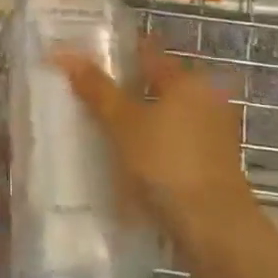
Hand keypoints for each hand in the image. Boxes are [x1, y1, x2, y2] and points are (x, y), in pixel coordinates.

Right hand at [55, 38, 264, 260]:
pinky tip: (127, 158)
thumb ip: (96, 89)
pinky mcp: (212, 163)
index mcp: (187, 80)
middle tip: (87, 91)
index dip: (119, 51)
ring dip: (139, 119)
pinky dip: (152, 144)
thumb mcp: (124, 124)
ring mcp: (212, 133)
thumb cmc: (167, 164)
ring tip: (100, 126)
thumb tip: (64, 52)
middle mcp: (206, 98)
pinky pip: (173, 142)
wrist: (213, 227)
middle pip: (158, 85)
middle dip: (127, 87)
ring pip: (166, 115)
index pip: (149, 52)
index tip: (89, 53)